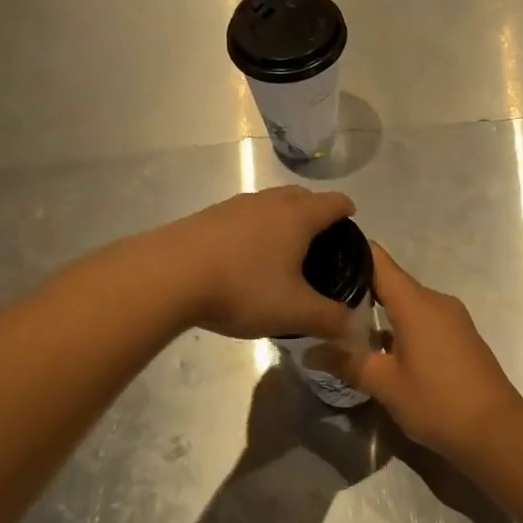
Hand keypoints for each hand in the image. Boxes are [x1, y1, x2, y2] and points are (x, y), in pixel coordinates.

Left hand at [154, 186, 358, 341]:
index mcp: (297, 216)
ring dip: (282, 219)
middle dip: (315, 212)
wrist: (169, 274)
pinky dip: (254, 229)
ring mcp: (235, 206)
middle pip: (301, 196)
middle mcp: (269, 202)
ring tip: (282, 250)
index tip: (351, 222)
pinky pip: (244, 216)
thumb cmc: (242, 287)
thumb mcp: (293, 312)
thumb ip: (329, 319)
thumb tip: (353, 326)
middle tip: (320, 241)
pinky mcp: (208, 216)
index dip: (346, 210)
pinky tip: (245, 257)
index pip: (333, 202)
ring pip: (270, 204)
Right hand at [313, 245, 522, 457]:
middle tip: (322, 298)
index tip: (322, 256)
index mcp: (416, 303)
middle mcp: (435, 301)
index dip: (351, 253)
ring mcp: (451, 318)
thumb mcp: (385, 385)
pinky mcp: (460, 336)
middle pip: (391, 281)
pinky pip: (422, 318)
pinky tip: (379, 345)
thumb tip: (310, 353)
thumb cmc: (438, 402)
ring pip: (407, 302)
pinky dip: (399, 324)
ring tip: (344, 322)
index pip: (378, 260)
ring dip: (379, 310)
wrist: (497, 431)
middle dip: (358, 287)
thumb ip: (347, 363)